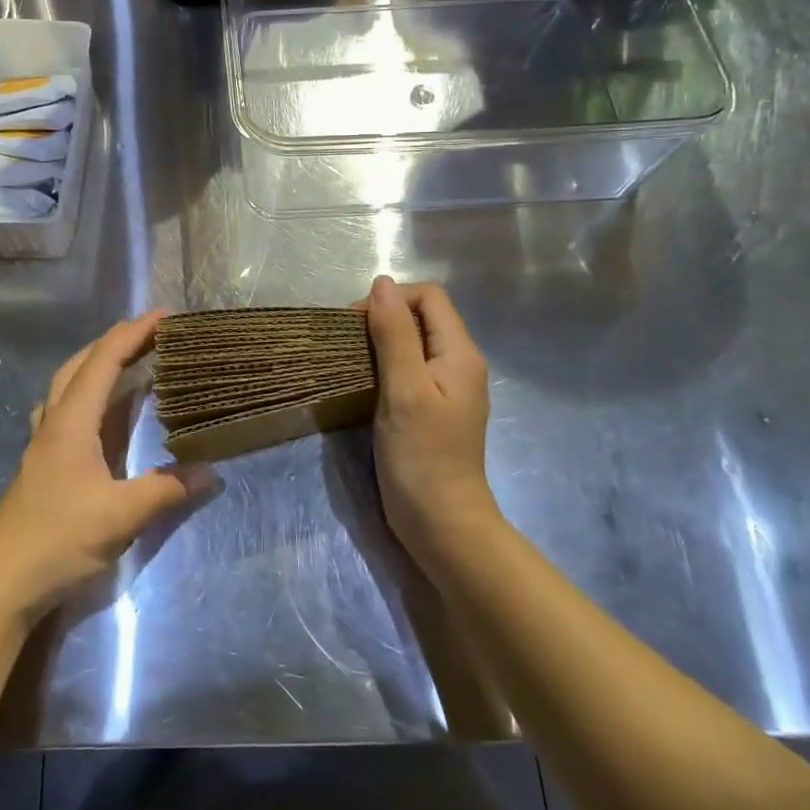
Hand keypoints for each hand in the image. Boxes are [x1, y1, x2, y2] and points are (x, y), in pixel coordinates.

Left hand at [0, 311, 209, 621]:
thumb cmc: (57, 540)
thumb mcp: (120, 516)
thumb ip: (166, 490)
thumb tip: (211, 471)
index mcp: (72, 422)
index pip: (104, 361)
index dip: (133, 333)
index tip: (164, 315)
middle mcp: (54, 422)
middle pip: (80, 364)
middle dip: (114, 341)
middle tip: (150, 334)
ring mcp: (42, 443)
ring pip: (67, 385)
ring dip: (96, 365)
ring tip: (127, 363)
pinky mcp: (41, 464)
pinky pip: (65, 410)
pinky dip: (86, 395)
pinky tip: (96, 413)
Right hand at [364, 277, 496, 559]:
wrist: (442, 525)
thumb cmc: (422, 456)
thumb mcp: (404, 389)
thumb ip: (394, 335)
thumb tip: (381, 284)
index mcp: (460, 353)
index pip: (429, 297)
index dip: (392, 298)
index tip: (357, 323)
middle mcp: (459, 364)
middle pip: (422, 316)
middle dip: (384, 317)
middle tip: (349, 343)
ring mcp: (447, 388)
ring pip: (414, 342)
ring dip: (382, 341)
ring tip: (352, 360)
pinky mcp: (432, 408)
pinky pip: (410, 368)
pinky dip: (386, 365)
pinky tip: (365, 383)